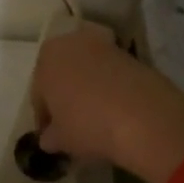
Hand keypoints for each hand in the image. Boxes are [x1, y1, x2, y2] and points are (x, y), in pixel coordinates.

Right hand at [32, 23, 183, 182]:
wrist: (144, 116)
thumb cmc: (88, 125)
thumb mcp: (61, 139)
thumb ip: (50, 137)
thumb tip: (49, 138)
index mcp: (47, 58)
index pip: (39, 92)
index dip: (44, 117)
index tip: (51, 135)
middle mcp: (72, 43)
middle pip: (63, 74)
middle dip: (65, 97)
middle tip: (71, 125)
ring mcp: (104, 45)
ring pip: (88, 71)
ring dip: (88, 90)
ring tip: (96, 119)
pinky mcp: (131, 54)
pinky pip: (111, 74)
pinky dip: (110, 89)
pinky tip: (115, 112)